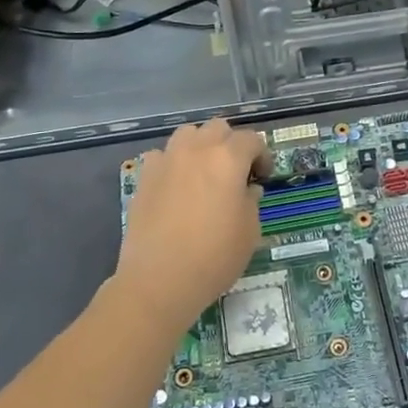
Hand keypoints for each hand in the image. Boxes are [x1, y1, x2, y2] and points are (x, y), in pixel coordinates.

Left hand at [113, 118, 267, 333]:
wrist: (158, 280)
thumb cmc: (214, 257)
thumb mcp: (249, 232)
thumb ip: (251, 201)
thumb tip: (246, 189)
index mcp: (228, 159)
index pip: (251, 140)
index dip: (262, 156)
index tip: (262, 178)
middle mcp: (196, 150)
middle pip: (218, 128)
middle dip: (230, 144)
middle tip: (235, 172)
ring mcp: (166, 160)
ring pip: (187, 134)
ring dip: (200, 146)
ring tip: (204, 173)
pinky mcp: (144, 176)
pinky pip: (162, 155)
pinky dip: (172, 163)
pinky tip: (175, 186)